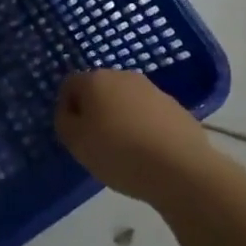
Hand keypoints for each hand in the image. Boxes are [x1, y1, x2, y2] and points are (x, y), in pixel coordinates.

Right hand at [55, 69, 227, 203]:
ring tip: (126, 150)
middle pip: (99, 90)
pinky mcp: (176, 107)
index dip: (67, 108)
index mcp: (95, 80)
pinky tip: (149, 153)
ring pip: (126, 101)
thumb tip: (70, 111)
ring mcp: (153, 90)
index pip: (70, 85)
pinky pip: (149, 114)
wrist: (181, 169)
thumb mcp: (76, 143)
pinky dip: (144, 127)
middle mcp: (123, 76)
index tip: (74, 133)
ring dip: (121, 118)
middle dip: (95, 110)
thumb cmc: (119, 153)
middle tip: (97, 141)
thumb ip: (64, 121)